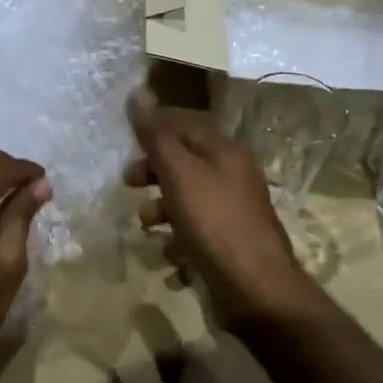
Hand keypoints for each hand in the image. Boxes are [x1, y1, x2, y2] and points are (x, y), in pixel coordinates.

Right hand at [126, 92, 319, 332]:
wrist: (256, 290)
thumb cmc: (215, 223)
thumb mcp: (180, 174)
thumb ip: (157, 136)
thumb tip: (138, 91)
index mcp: (225, 153)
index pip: (184, 127)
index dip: (154, 132)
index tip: (125, 146)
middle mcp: (233, 177)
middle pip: (185, 164)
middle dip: (153, 173)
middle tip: (128, 184)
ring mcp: (234, 213)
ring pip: (188, 200)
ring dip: (162, 210)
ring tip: (147, 227)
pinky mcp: (230, 246)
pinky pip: (197, 234)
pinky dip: (178, 242)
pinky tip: (169, 257)